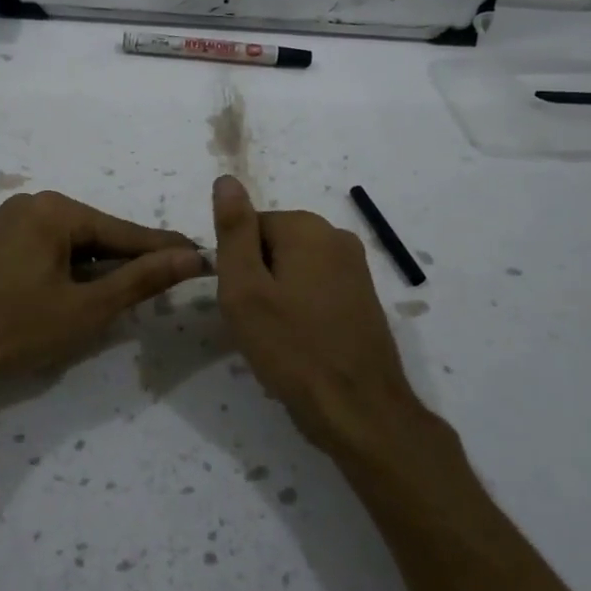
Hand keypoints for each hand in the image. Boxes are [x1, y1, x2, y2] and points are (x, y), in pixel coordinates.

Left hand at [0, 190, 206, 407]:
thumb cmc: (11, 328)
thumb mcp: (84, 309)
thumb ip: (139, 280)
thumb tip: (189, 256)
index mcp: (56, 210)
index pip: (125, 231)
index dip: (164, 250)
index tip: (202, 256)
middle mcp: (32, 205)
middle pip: (97, 235)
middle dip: (128, 263)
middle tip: (166, 285)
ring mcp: (8, 222)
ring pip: (71, 246)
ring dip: (97, 271)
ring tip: (126, 297)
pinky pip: (46, 252)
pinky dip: (68, 273)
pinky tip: (78, 296)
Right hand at [211, 175, 439, 467]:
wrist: (360, 411)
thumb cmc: (292, 348)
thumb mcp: (245, 288)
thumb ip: (233, 230)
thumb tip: (226, 180)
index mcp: (307, 228)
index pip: (248, 228)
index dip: (236, 266)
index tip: (240, 302)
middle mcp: (337, 237)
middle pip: (272, 246)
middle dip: (257, 280)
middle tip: (256, 324)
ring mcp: (356, 269)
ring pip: (293, 271)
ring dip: (277, 298)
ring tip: (278, 338)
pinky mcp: (364, 298)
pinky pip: (316, 291)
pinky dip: (301, 312)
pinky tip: (301, 344)